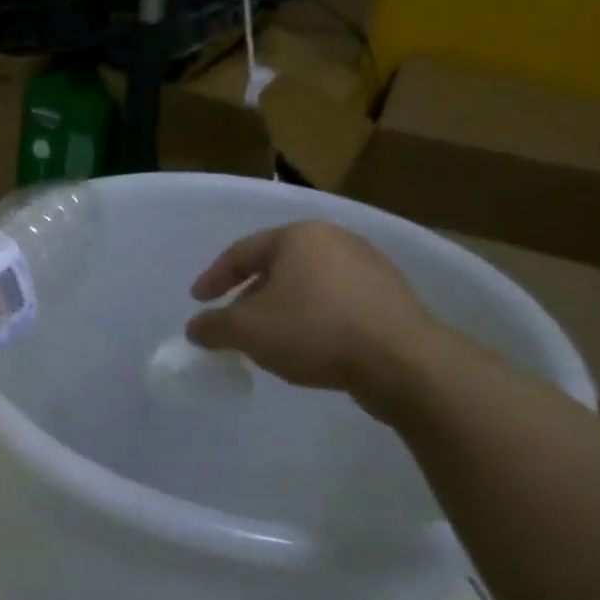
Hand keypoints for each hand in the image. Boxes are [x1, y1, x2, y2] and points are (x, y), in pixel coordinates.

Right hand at [185, 220, 440, 405]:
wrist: (402, 362)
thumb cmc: (314, 331)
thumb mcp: (247, 331)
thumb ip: (213, 326)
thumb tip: (196, 328)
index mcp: (298, 237)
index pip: (242, 252)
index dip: (213, 278)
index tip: (198, 301)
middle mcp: (335, 240)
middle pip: (277, 265)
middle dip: (249, 294)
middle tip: (233, 321)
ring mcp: (369, 266)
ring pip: (308, 284)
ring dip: (281, 307)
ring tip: (269, 336)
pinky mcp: (390, 296)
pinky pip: (336, 301)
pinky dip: (313, 317)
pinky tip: (308, 344)